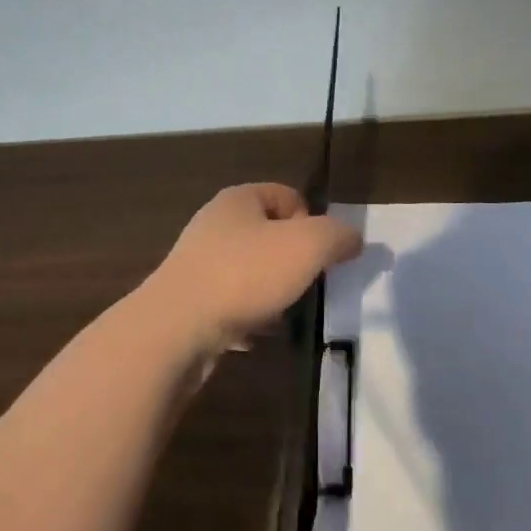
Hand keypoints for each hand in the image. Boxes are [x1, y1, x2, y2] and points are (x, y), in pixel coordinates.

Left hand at [142, 184, 361, 357]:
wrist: (176, 327)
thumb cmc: (245, 274)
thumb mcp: (307, 246)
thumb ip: (338, 236)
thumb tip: (353, 239)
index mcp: (239, 199)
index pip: (288, 196)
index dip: (311, 221)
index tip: (316, 254)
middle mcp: (215, 223)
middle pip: (270, 235)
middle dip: (292, 260)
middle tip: (304, 285)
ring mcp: (198, 261)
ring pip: (251, 270)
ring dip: (272, 290)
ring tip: (281, 312)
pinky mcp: (189, 298)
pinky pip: (231, 301)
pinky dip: (248, 315)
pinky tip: (254, 334)